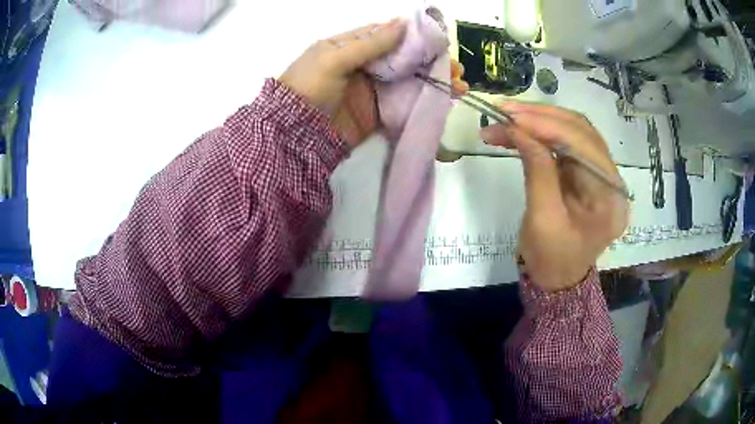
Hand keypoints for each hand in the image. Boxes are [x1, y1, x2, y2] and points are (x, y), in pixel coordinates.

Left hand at [279, 20, 468, 147]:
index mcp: (352, 47)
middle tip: (458, 67)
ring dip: (434, 82)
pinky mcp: (377, 114)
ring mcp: (372, 91)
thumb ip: (368, 43)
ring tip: (460, 85)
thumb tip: (402, 23)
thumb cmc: (307, 88)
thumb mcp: (333, 59)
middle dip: (432, 61)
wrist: (294, 136)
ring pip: (409, 81)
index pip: (389, 35)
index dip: (415, 36)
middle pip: (404, 59)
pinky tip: (444, 102)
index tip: (441, 40)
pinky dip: (424, 103)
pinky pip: (404, 105)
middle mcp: (365, 66)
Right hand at [480, 104, 628, 291]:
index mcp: (610, 198)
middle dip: (541, 117)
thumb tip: (518, 129)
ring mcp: (600, 173)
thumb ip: (537, 170)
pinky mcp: (586, 172)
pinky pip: (565, 142)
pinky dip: (540, 133)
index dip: (548, 125)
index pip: (584, 146)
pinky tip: (517, 131)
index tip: (511, 117)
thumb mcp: (542, 220)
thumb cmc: (550, 259)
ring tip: (505, 119)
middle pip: (581, 131)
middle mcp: (612, 179)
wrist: (556, 279)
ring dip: (538, 120)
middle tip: (503, 112)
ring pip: (572, 131)